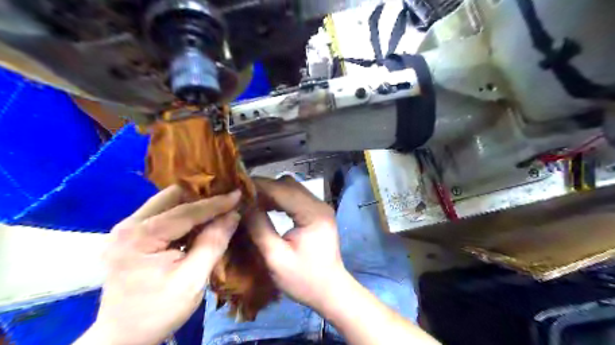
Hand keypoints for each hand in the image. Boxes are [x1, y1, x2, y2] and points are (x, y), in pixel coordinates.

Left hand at [81, 187, 242, 344]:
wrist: (123, 337)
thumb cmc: (158, 311)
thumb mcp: (193, 279)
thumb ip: (213, 243)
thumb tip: (233, 215)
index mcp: (140, 237)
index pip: (185, 211)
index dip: (215, 202)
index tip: (238, 194)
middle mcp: (127, 226)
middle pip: (170, 197)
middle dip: (200, 195)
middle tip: (226, 196)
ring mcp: (126, 230)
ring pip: (166, 203)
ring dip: (192, 203)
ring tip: (217, 205)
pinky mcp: (131, 236)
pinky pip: (162, 215)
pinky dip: (183, 214)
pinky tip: (200, 220)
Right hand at [247, 176, 348, 311]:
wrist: (330, 290)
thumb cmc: (303, 279)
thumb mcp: (276, 257)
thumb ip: (259, 228)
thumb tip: (242, 206)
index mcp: (313, 214)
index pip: (282, 189)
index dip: (259, 186)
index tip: (237, 187)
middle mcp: (319, 204)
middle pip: (288, 184)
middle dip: (264, 187)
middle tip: (242, 196)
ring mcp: (320, 207)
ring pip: (292, 188)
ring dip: (271, 192)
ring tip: (251, 201)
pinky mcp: (317, 212)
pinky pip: (296, 197)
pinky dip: (280, 199)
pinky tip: (266, 207)